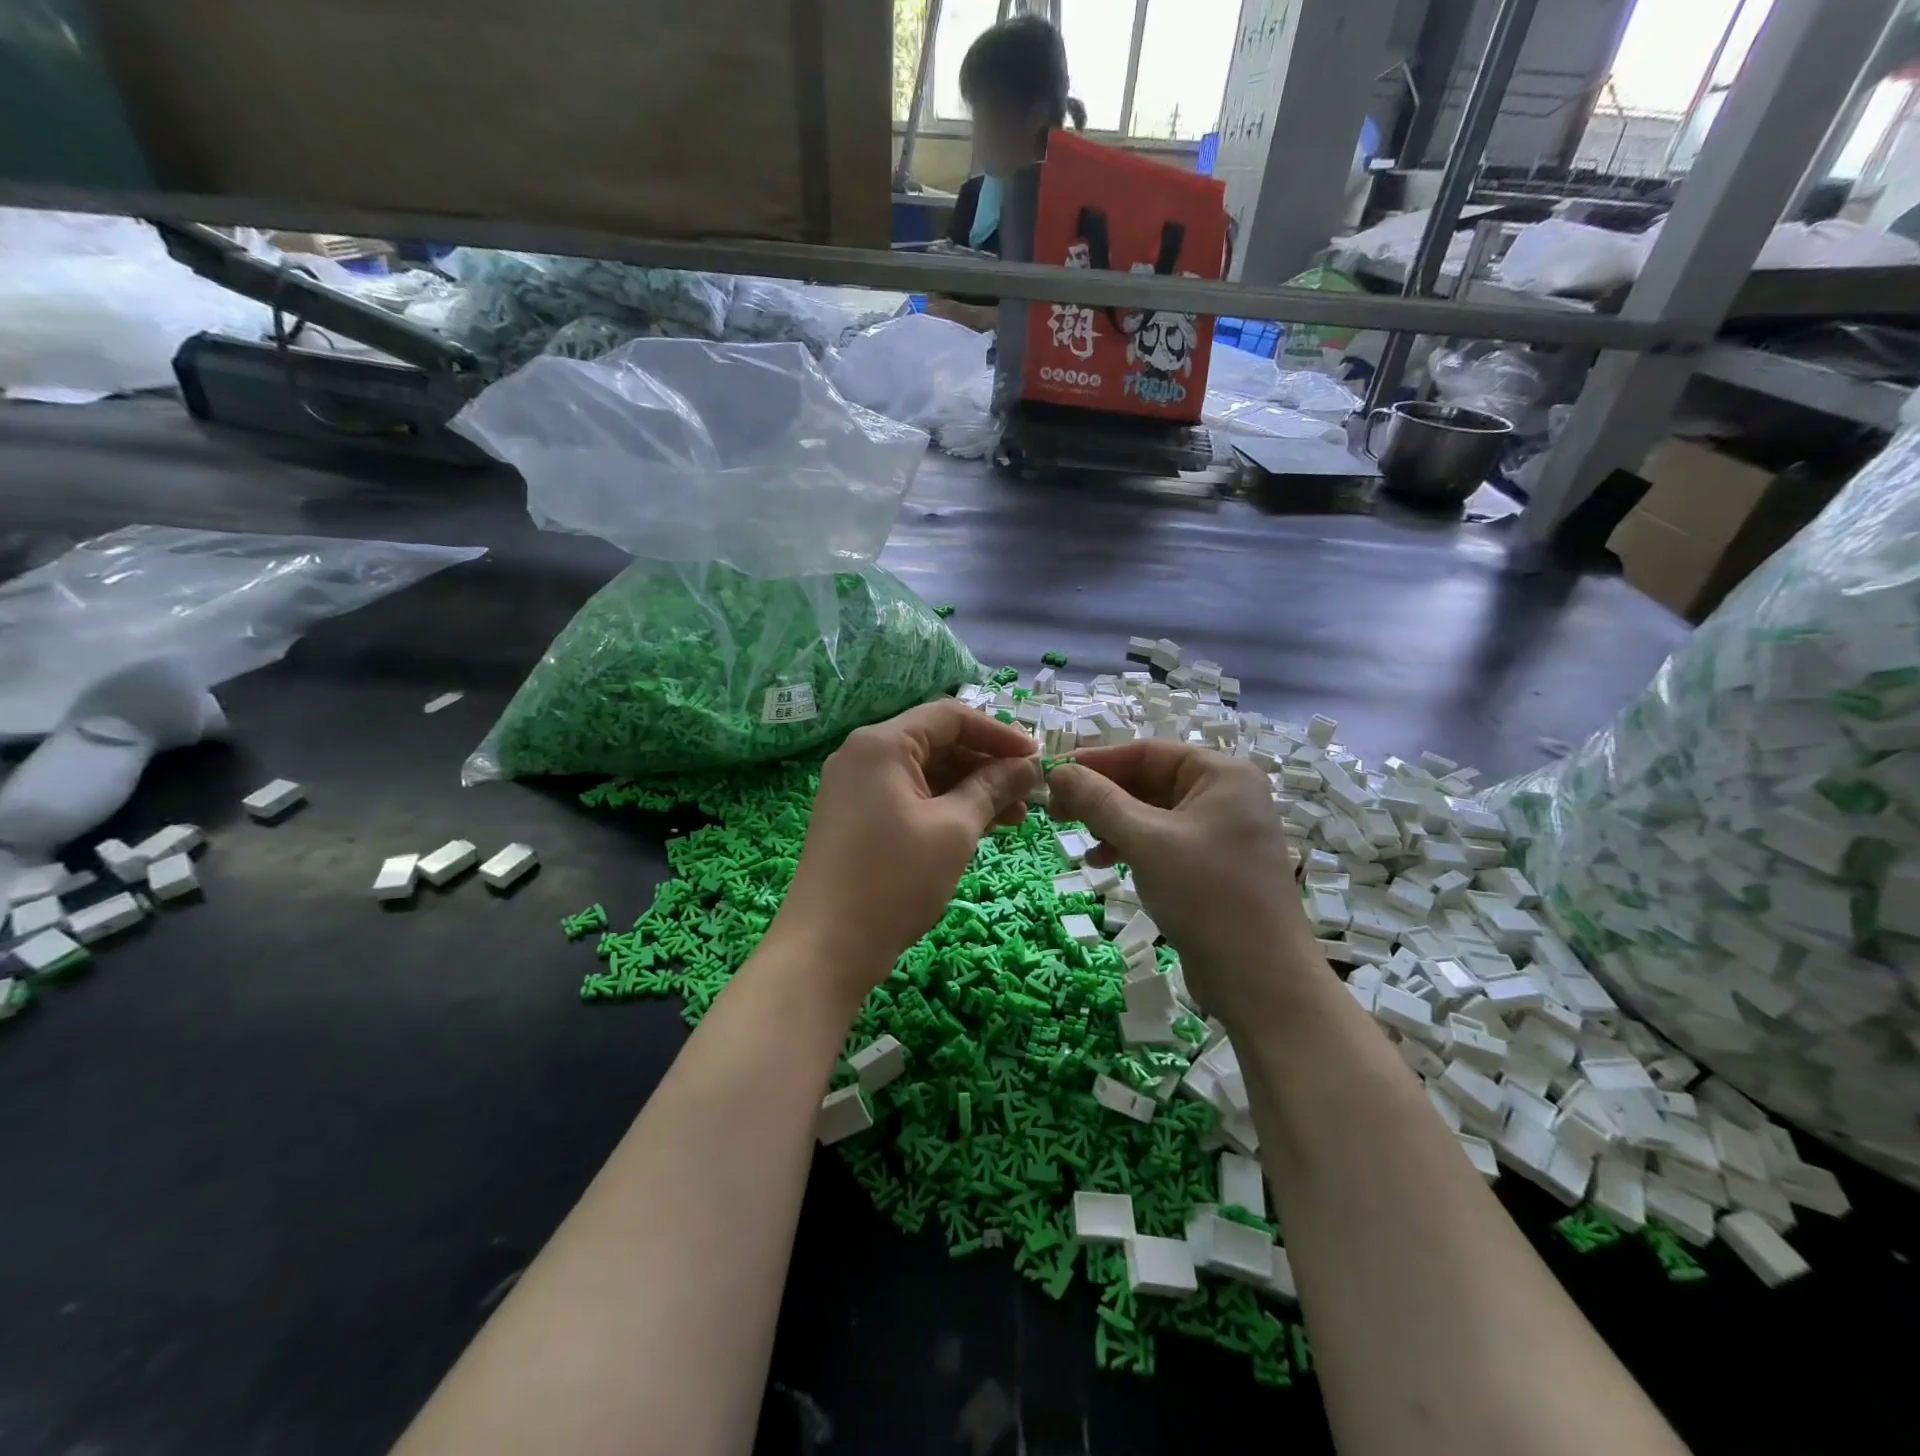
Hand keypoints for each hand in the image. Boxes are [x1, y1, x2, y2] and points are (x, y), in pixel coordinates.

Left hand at [771, 701, 1039, 1006]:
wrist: (825, 949)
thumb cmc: (894, 881)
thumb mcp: (954, 830)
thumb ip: (992, 788)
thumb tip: (1028, 765)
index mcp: (882, 744)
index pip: (950, 716)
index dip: (999, 734)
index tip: (1038, 759)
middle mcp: (864, 755)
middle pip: (937, 743)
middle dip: (987, 765)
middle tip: (1029, 793)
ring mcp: (856, 788)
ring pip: (926, 773)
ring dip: (971, 789)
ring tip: (1016, 818)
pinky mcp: (856, 818)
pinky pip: (909, 798)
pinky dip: (945, 808)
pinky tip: (980, 828)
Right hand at [1047, 742, 1320, 1021]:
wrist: (1262, 981)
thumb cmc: (1207, 895)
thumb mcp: (1146, 841)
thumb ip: (1098, 801)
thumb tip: (1057, 772)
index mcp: (1221, 774)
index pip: (1146, 752)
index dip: (1095, 760)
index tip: (1051, 774)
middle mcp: (1225, 794)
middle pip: (1148, 780)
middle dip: (1100, 795)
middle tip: (1055, 810)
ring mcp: (1221, 832)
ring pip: (1151, 813)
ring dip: (1111, 822)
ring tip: (1077, 839)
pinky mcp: (1212, 866)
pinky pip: (1162, 841)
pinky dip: (1130, 846)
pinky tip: (1103, 862)